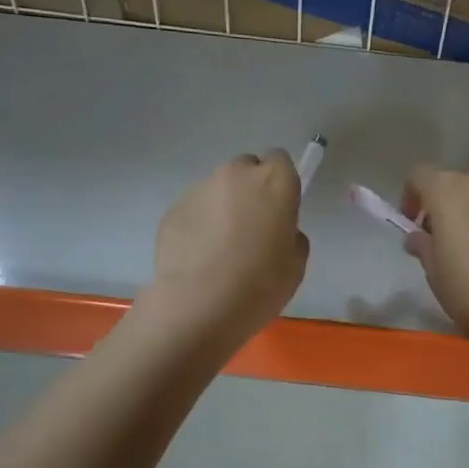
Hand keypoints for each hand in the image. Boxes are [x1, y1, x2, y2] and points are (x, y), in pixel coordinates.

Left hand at [147, 151, 308, 345]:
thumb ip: (291, 236)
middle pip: (246, 169)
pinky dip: (199, 225)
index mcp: (273, 182)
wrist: (198, 306)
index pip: (280, 161)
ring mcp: (199, 189)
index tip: (280, 210)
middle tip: (251, 228)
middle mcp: (235, 175)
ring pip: (217, 189)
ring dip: (223, 207)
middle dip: (250, 190)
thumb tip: (278, 232)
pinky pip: (194, 210)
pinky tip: (199, 258)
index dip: (280, 184)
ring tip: (220, 248)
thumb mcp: (295, 265)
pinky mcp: (173, 209)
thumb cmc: (259, 285)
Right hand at [401, 166, 468, 342]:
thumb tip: (419, 237)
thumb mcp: (433, 272)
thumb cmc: (468, 288)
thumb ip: (423, 246)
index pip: (419, 176)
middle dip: (445, 207)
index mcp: (447, 192)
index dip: (411, 197)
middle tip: (443, 241)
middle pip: (455, 185)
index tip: (413, 224)